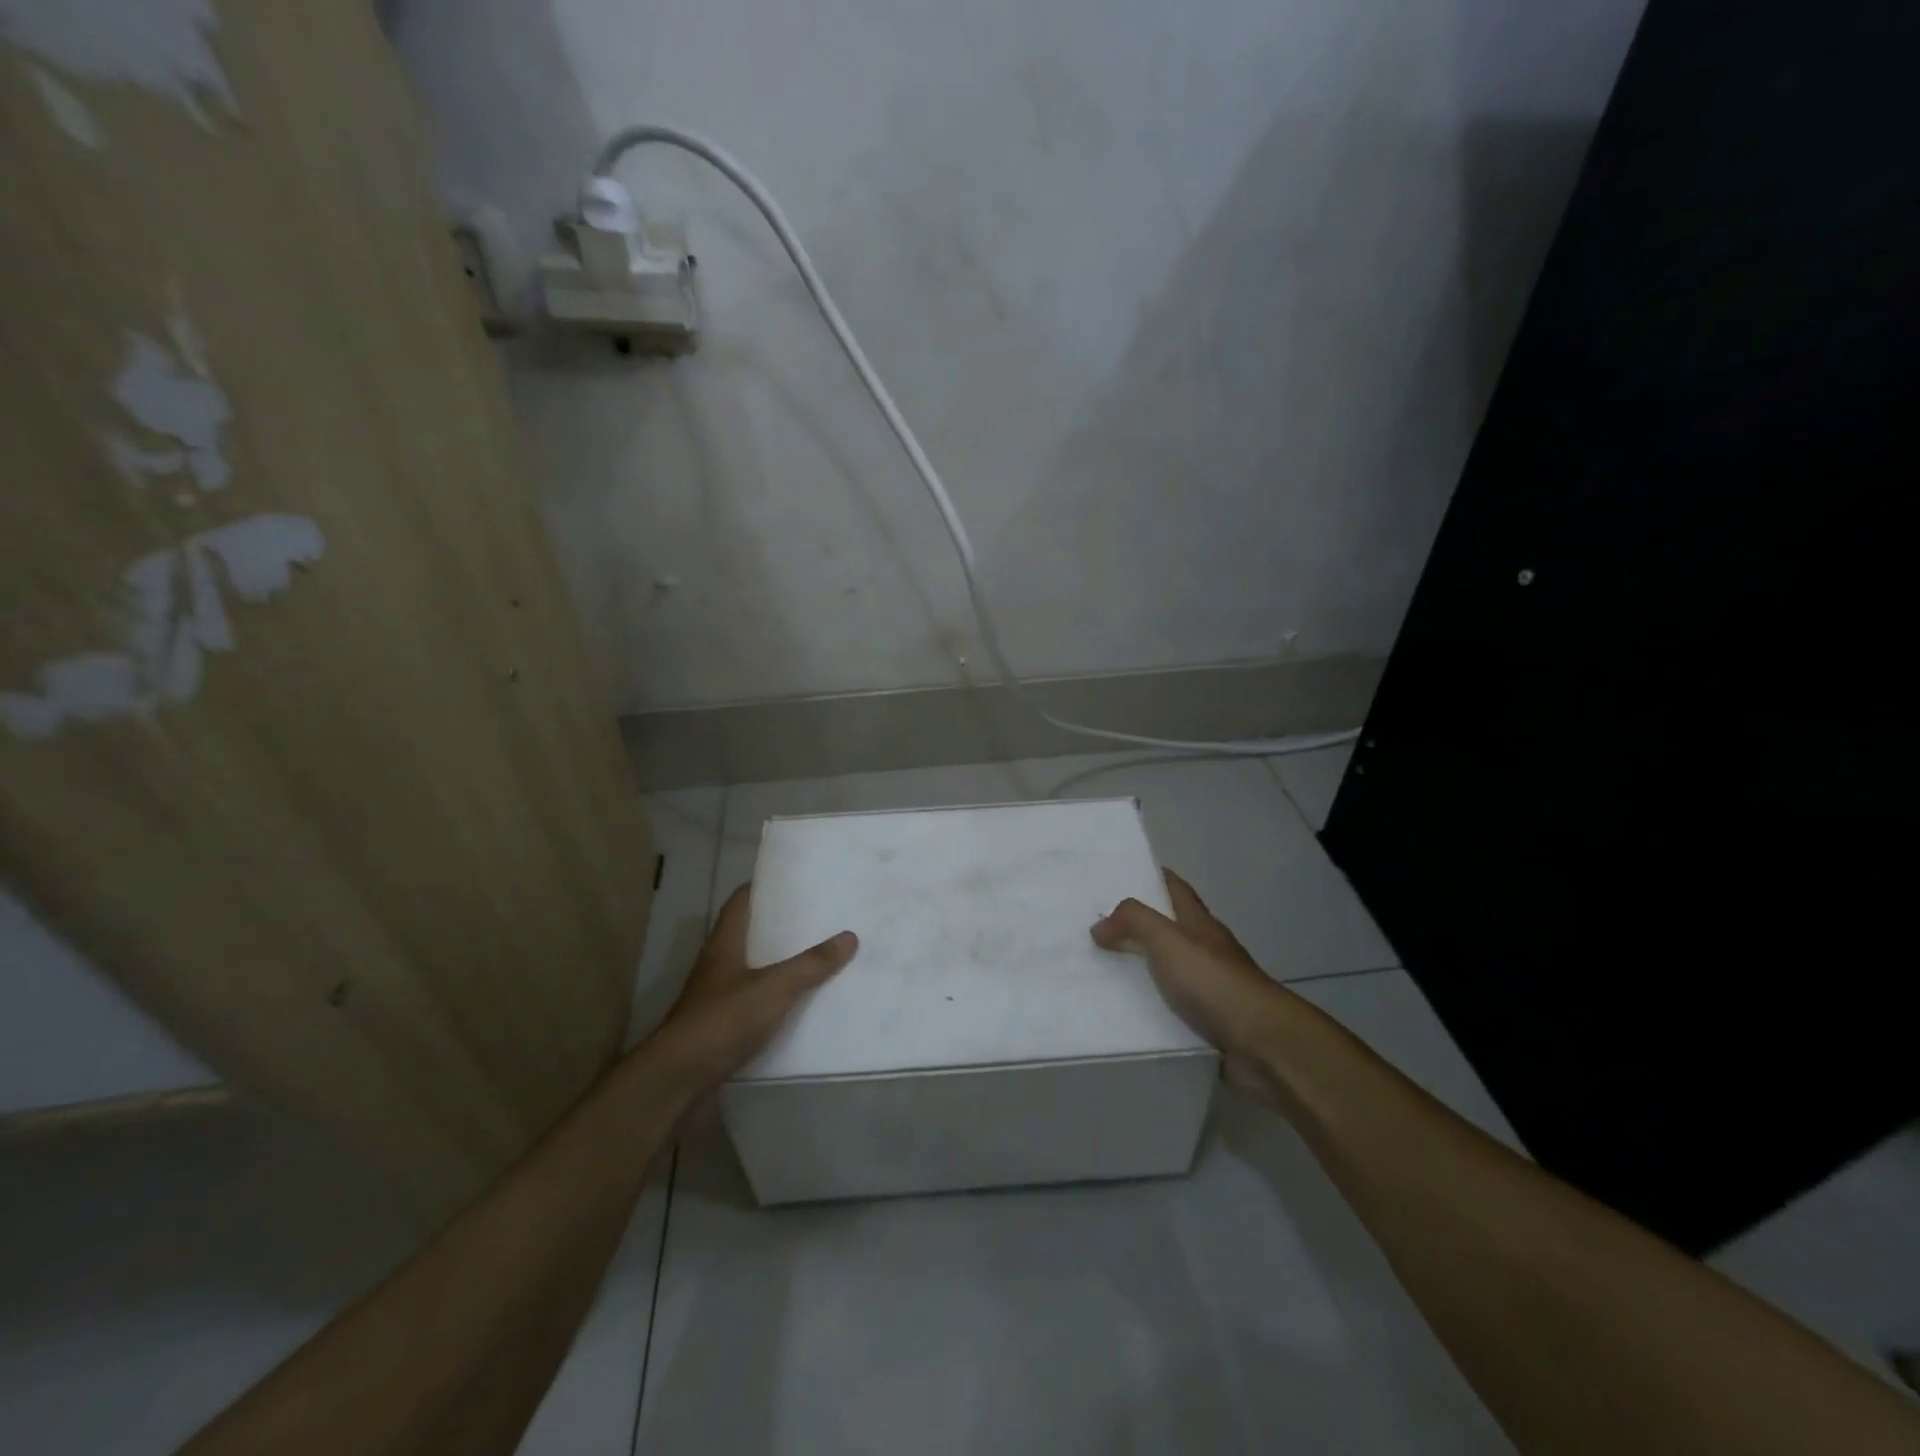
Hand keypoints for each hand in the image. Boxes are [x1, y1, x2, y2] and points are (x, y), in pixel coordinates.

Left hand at [649, 884, 857, 1091]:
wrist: (677, 1082)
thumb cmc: (721, 1021)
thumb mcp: (773, 988)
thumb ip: (811, 964)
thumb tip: (849, 936)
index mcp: (724, 946)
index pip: (740, 903)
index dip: (761, 888)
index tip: (792, 881)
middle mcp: (718, 968)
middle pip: (749, 937)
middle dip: (780, 929)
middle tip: (818, 920)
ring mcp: (717, 1000)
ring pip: (753, 973)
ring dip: (779, 968)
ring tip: (818, 961)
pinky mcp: (721, 1031)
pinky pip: (755, 1007)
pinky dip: (776, 1004)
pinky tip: (801, 1009)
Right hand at [1092, 869, 1296, 1101]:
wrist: (1262, 1043)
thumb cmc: (1214, 981)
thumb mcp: (1168, 940)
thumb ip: (1133, 922)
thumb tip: (1099, 926)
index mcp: (1199, 923)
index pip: (1175, 888)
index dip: (1153, 877)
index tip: (1121, 874)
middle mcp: (1207, 950)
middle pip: (1170, 928)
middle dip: (1138, 925)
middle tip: (1097, 927)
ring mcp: (1211, 987)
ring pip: (1169, 969)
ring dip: (1142, 968)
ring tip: (1101, 971)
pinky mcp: (1210, 1021)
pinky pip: (1172, 1007)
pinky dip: (1151, 1006)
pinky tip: (1127, 1014)